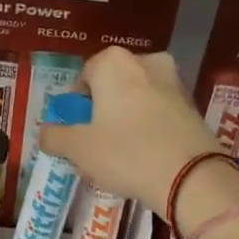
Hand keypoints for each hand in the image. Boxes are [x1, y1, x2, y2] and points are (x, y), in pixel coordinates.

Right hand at [37, 48, 219, 209]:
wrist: (190, 176)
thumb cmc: (126, 153)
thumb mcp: (78, 149)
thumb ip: (55, 137)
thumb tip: (46, 133)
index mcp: (114, 63)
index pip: (83, 77)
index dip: (75, 107)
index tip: (74, 133)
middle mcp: (146, 62)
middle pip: (111, 88)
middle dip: (100, 114)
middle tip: (93, 146)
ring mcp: (174, 82)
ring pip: (136, 101)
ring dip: (124, 123)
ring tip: (118, 158)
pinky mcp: (192, 106)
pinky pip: (158, 114)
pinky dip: (147, 130)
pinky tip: (143, 159)